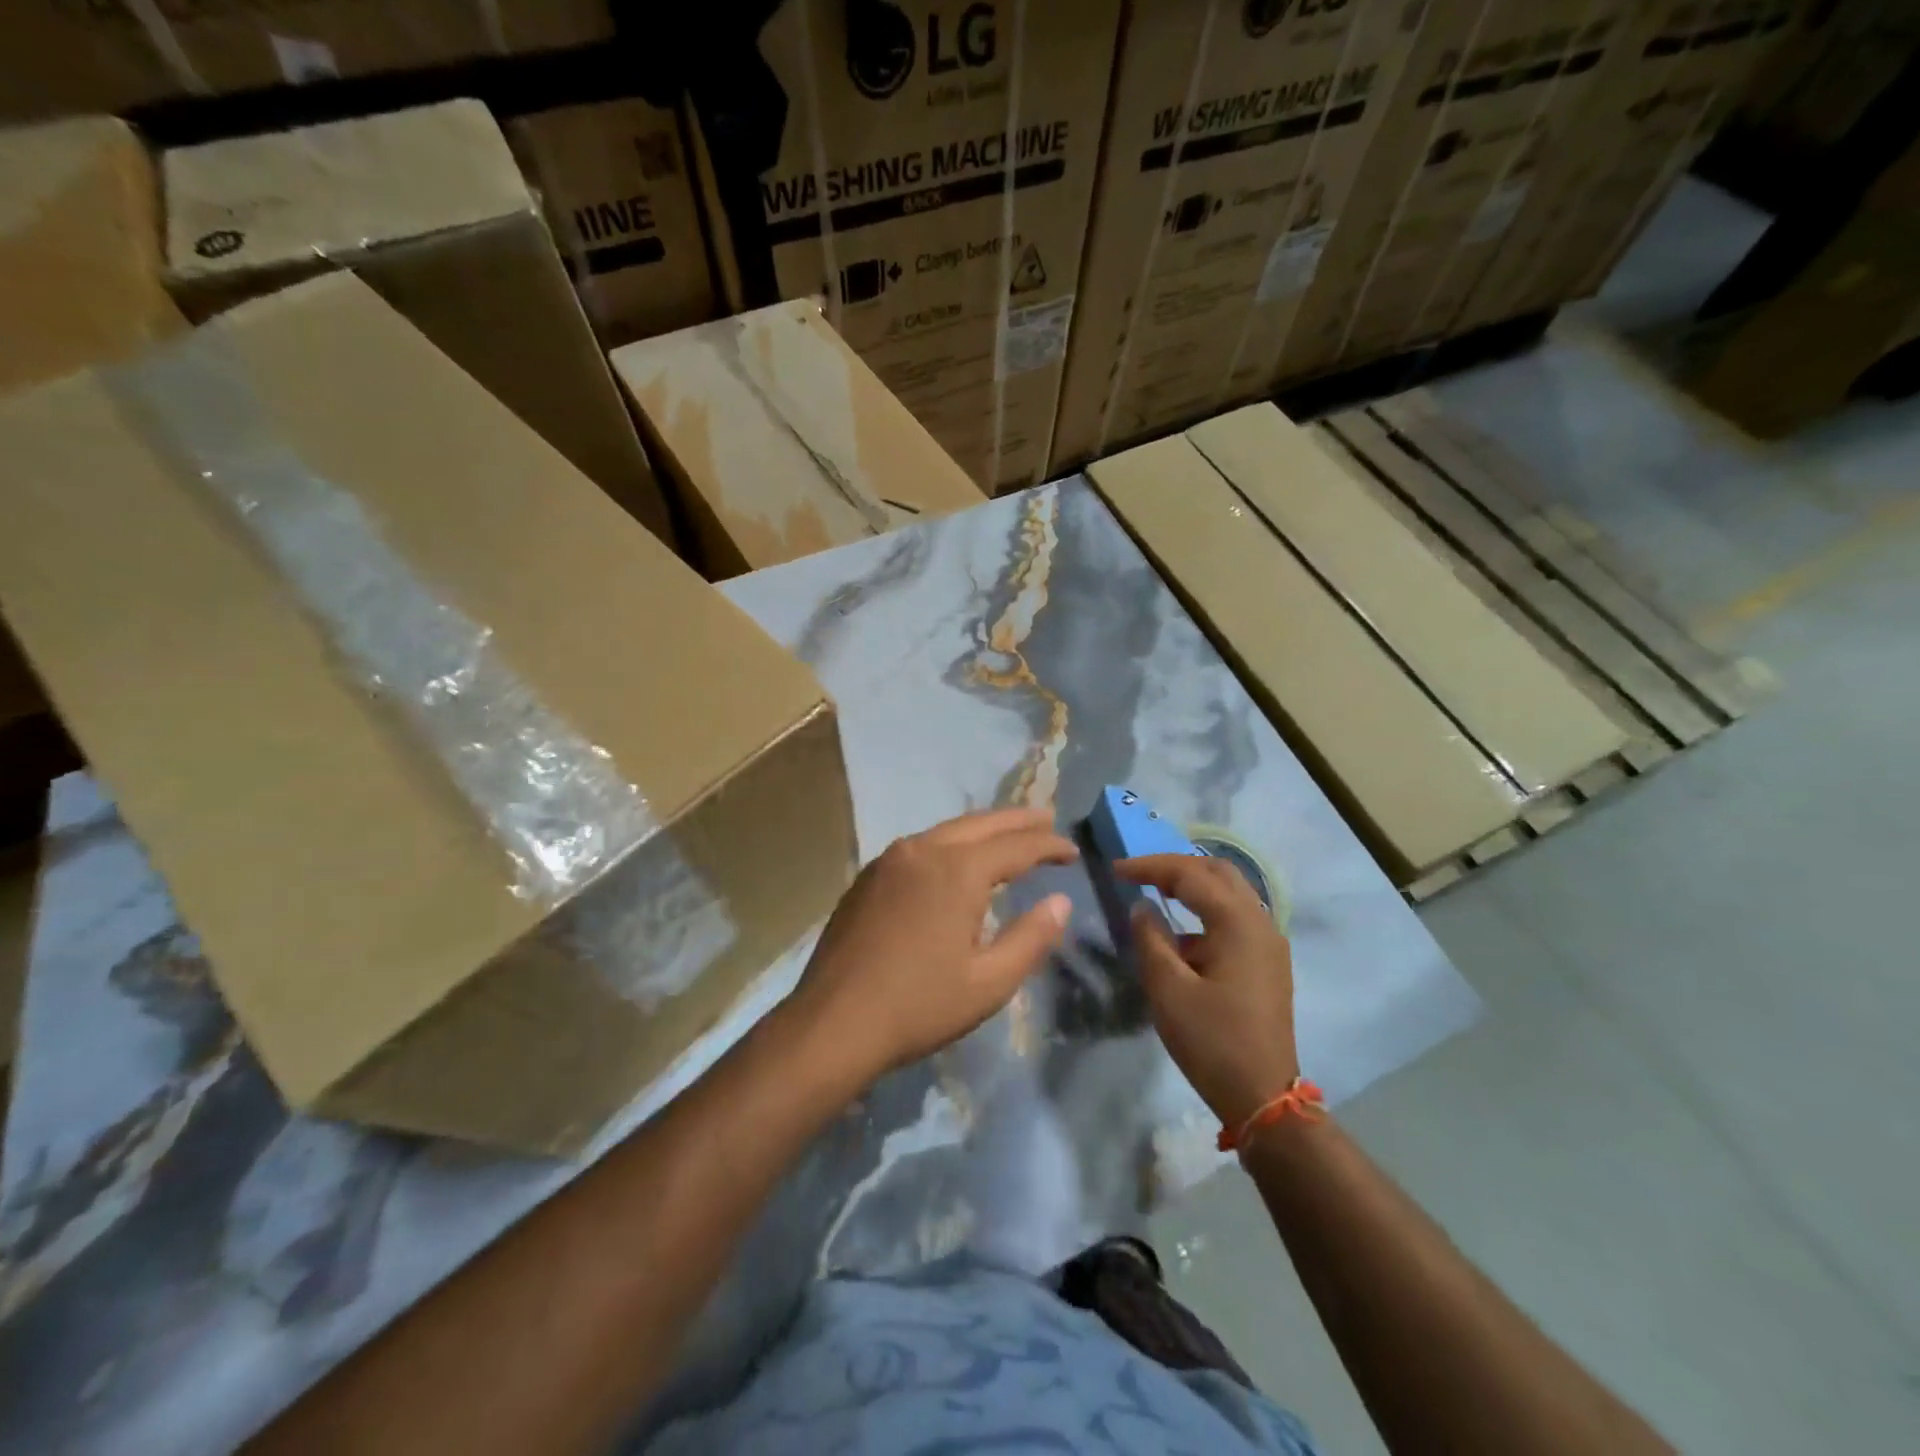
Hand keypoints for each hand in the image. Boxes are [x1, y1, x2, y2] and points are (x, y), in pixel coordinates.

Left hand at [786, 807, 1075, 1085]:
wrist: (834, 1022)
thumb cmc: (919, 1005)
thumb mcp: (989, 982)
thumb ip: (1031, 937)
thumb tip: (1060, 902)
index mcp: (958, 870)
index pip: (1016, 846)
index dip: (1048, 845)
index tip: (1072, 850)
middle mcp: (923, 850)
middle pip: (981, 824)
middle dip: (1018, 821)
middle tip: (1047, 818)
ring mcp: (890, 859)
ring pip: (947, 830)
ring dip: (982, 829)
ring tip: (1007, 833)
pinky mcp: (868, 876)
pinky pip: (920, 845)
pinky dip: (950, 843)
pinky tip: (956, 859)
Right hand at [1117, 853, 1299, 1128]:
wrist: (1263, 1097)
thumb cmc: (1212, 1041)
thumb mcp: (1169, 990)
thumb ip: (1151, 939)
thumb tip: (1142, 907)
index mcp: (1238, 923)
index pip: (1190, 875)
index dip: (1150, 866)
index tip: (1115, 869)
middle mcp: (1260, 922)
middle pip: (1217, 872)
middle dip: (1175, 867)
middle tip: (1138, 874)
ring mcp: (1268, 943)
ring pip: (1229, 894)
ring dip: (1192, 887)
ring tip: (1154, 893)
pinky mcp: (1266, 963)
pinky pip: (1234, 919)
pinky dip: (1204, 912)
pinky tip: (1180, 935)